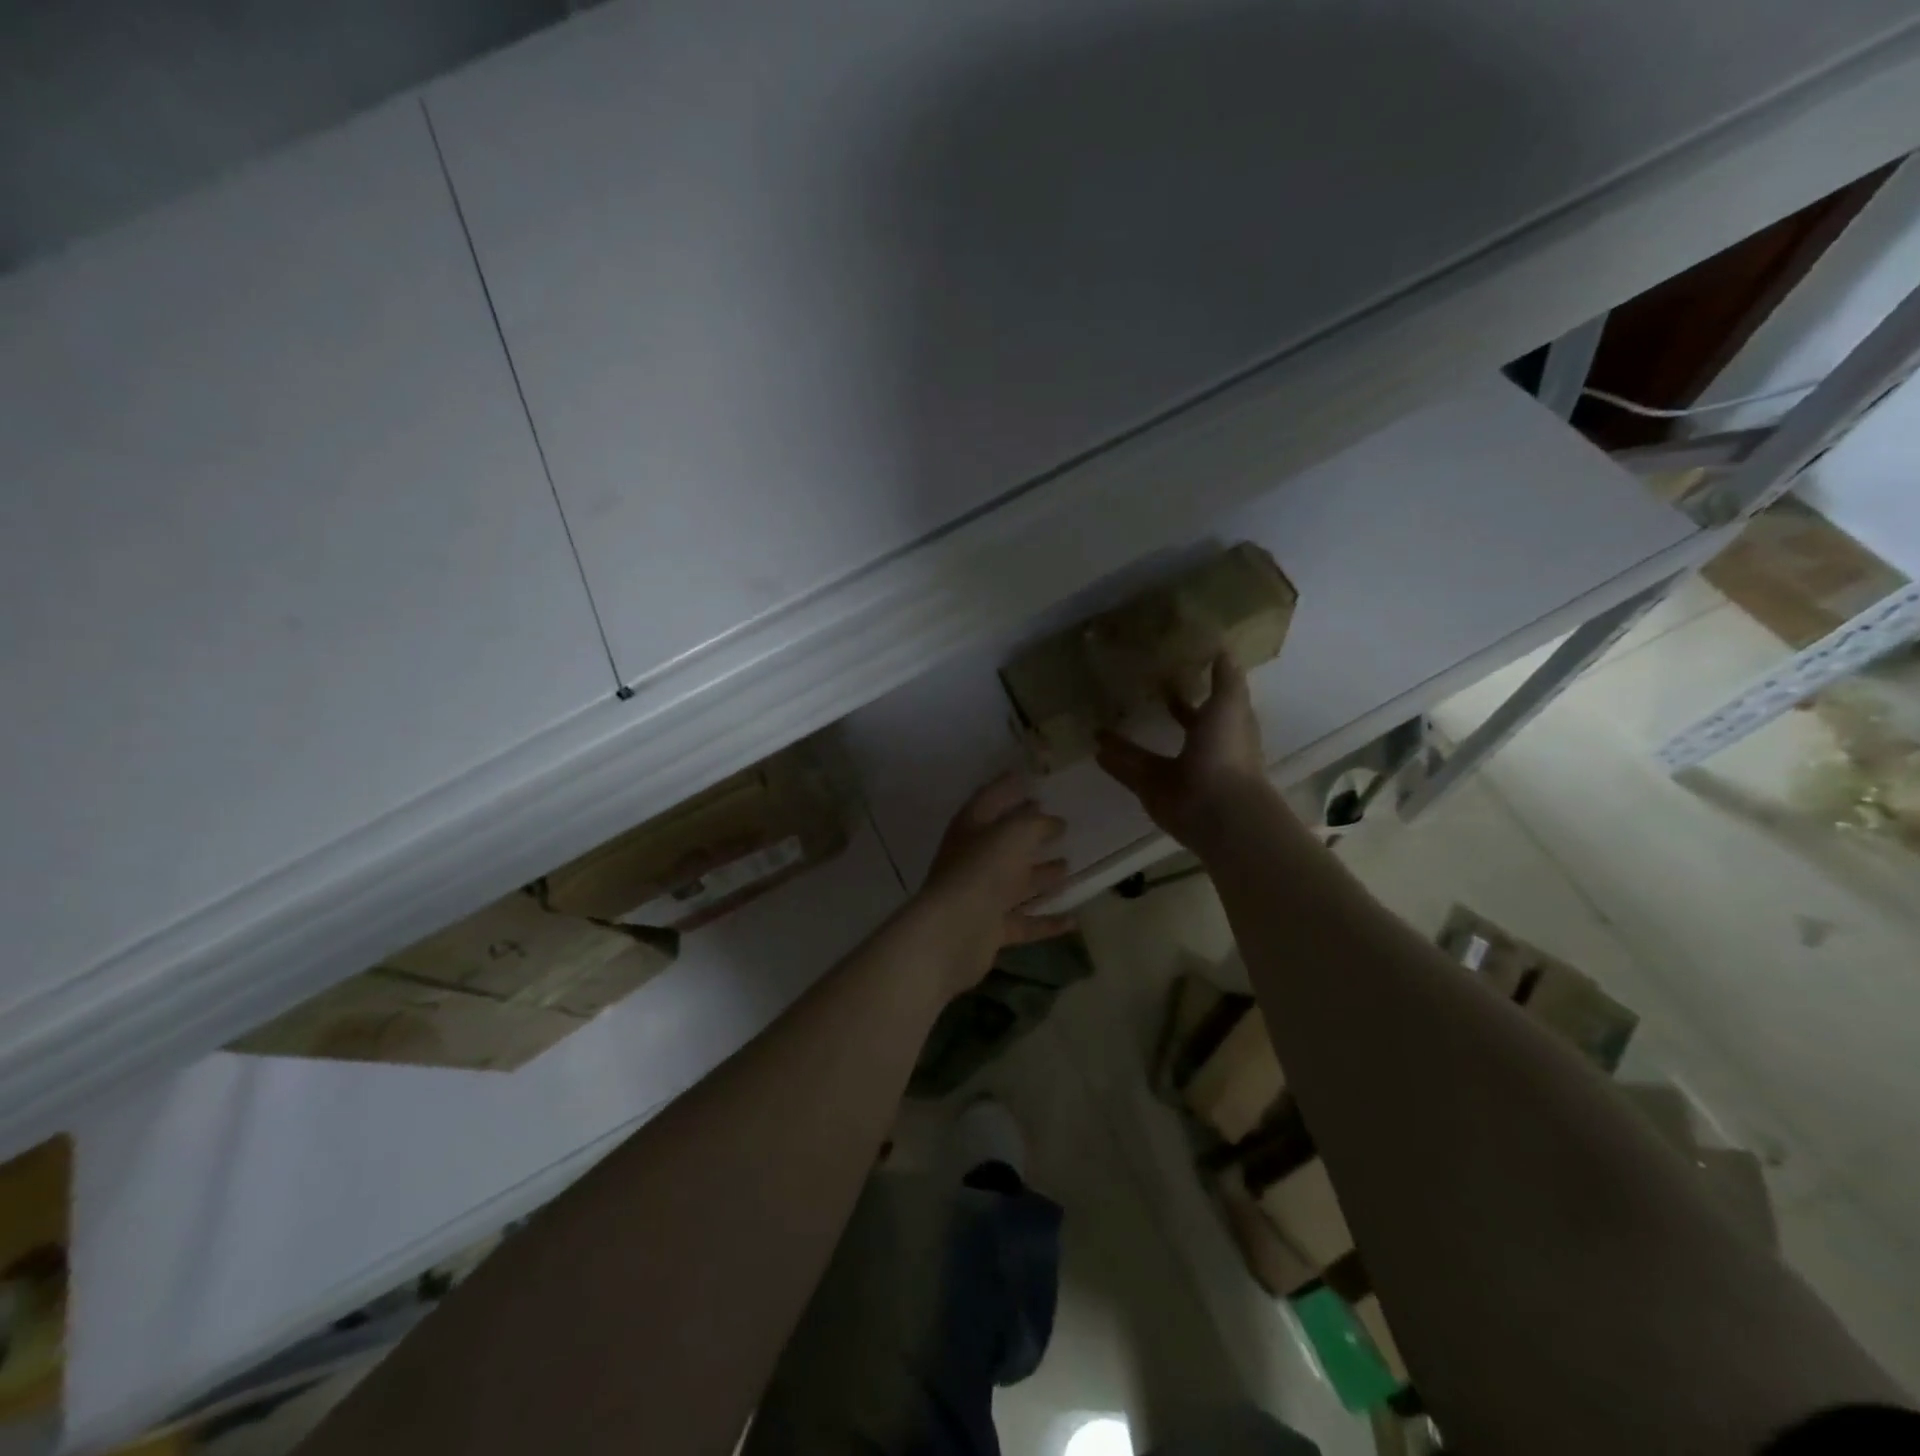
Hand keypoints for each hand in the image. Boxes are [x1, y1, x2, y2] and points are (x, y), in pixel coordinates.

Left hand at [917, 775, 1073, 992]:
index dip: (1006, 787)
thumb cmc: (983, 869)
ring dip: (1041, 875)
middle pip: (1004, 843)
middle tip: (1060, 825)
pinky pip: (1024, 922)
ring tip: (1069, 866)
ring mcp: (980, 897)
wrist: (955, 931)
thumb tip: (1054, 821)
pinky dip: (1047, 921)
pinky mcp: (990, 930)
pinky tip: (1074, 920)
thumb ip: (1036, 823)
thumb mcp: (1014, 833)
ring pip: (1015, 883)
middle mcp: (972, 859)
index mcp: (970, 828)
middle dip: (1030, 833)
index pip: (988, 799)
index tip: (1028, 777)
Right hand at [1096, 654, 1271, 851]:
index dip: (1194, 693)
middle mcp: (1199, 753)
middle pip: (1179, 730)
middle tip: (1135, 691)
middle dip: (1163, 713)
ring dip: (1126, 741)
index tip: (1172, 672)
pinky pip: (1128, 773)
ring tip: (1101, 721)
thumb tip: (1223, 647)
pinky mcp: (1152, 792)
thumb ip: (1224, 679)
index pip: (1207, 708)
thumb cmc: (1227, 751)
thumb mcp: (1229, 704)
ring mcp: (1174, 775)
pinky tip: (1093, 747)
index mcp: (1221, 732)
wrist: (1217, 809)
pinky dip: (1113, 762)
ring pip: (1146, 753)